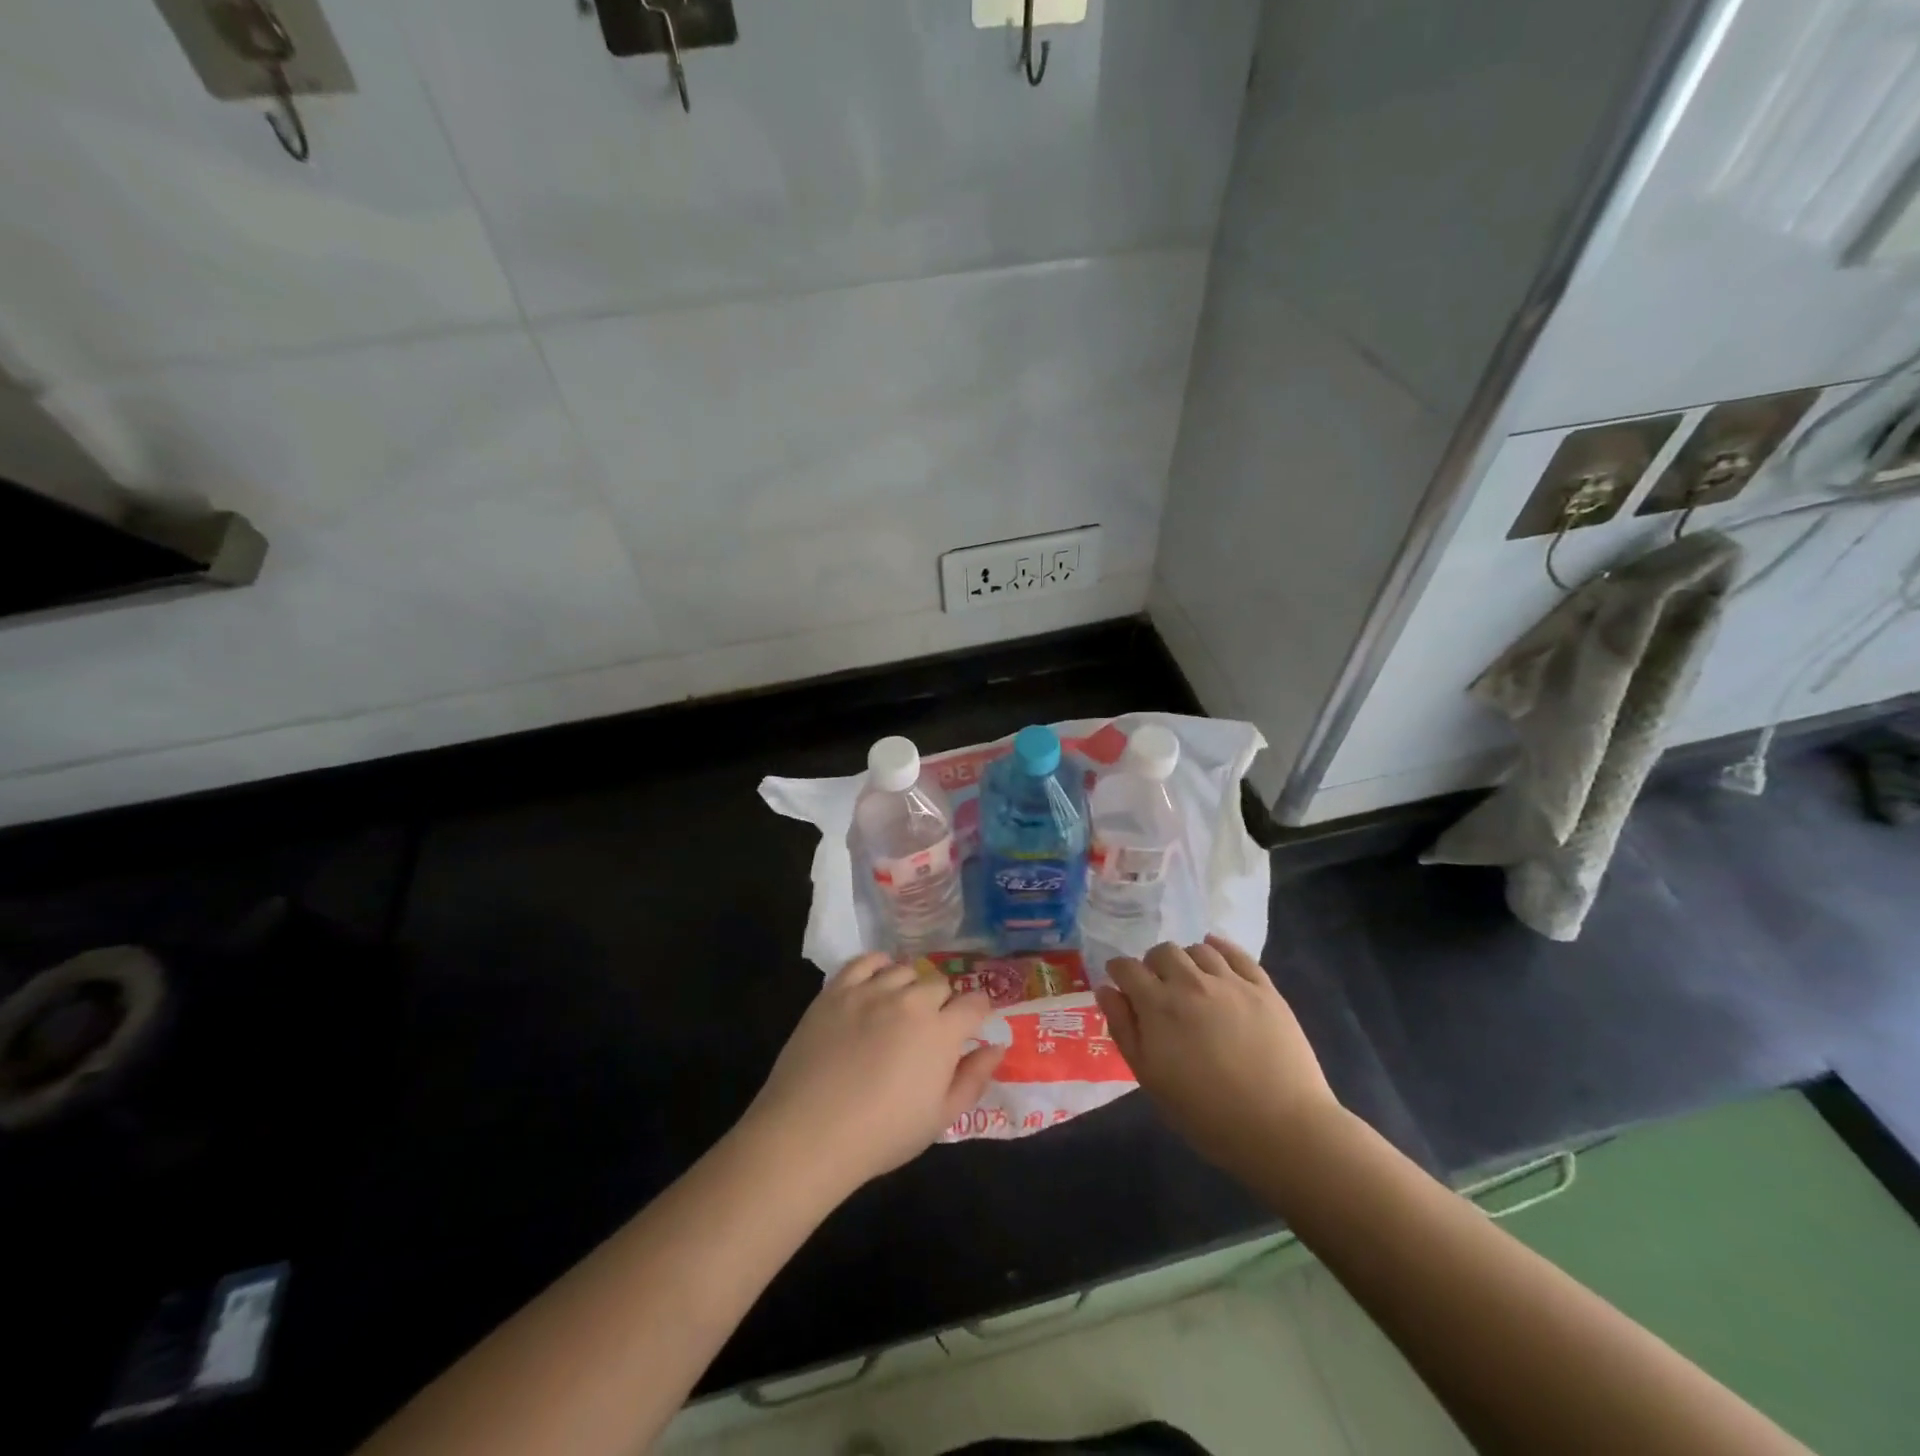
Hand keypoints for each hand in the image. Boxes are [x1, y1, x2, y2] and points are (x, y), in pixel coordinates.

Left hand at [743, 954, 1003, 1193]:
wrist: (809, 1133)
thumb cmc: (882, 1134)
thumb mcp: (939, 1119)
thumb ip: (973, 1079)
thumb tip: (997, 1047)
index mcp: (941, 1031)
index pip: (974, 1003)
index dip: (978, 1011)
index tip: (971, 1025)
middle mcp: (911, 1001)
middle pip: (939, 984)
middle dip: (943, 1003)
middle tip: (929, 1029)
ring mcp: (871, 991)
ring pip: (904, 971)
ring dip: (910, 986)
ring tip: (900, 1009)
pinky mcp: (837, 990)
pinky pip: (866, 961)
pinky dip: (878, 965)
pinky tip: (877, 980)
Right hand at [1097, 936, 1338, 1172]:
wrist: (1282, 1129)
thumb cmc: (1206, 1114)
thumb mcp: (1150, 1079)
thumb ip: (1124, 1029)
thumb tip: (1106, 990)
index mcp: (1159, 1006)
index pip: (1128, 968)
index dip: (1118, 971)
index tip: (1120, 982)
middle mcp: (1191, 983)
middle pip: (1163, 952)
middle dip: (1152, 964)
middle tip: (1157, 987)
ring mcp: (1231, 982)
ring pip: (1199, 949)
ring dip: (1186, 959)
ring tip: (1189, 979)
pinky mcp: (1264, 989)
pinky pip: (1237, 954)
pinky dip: (1220, 947)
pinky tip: (1215, 954)